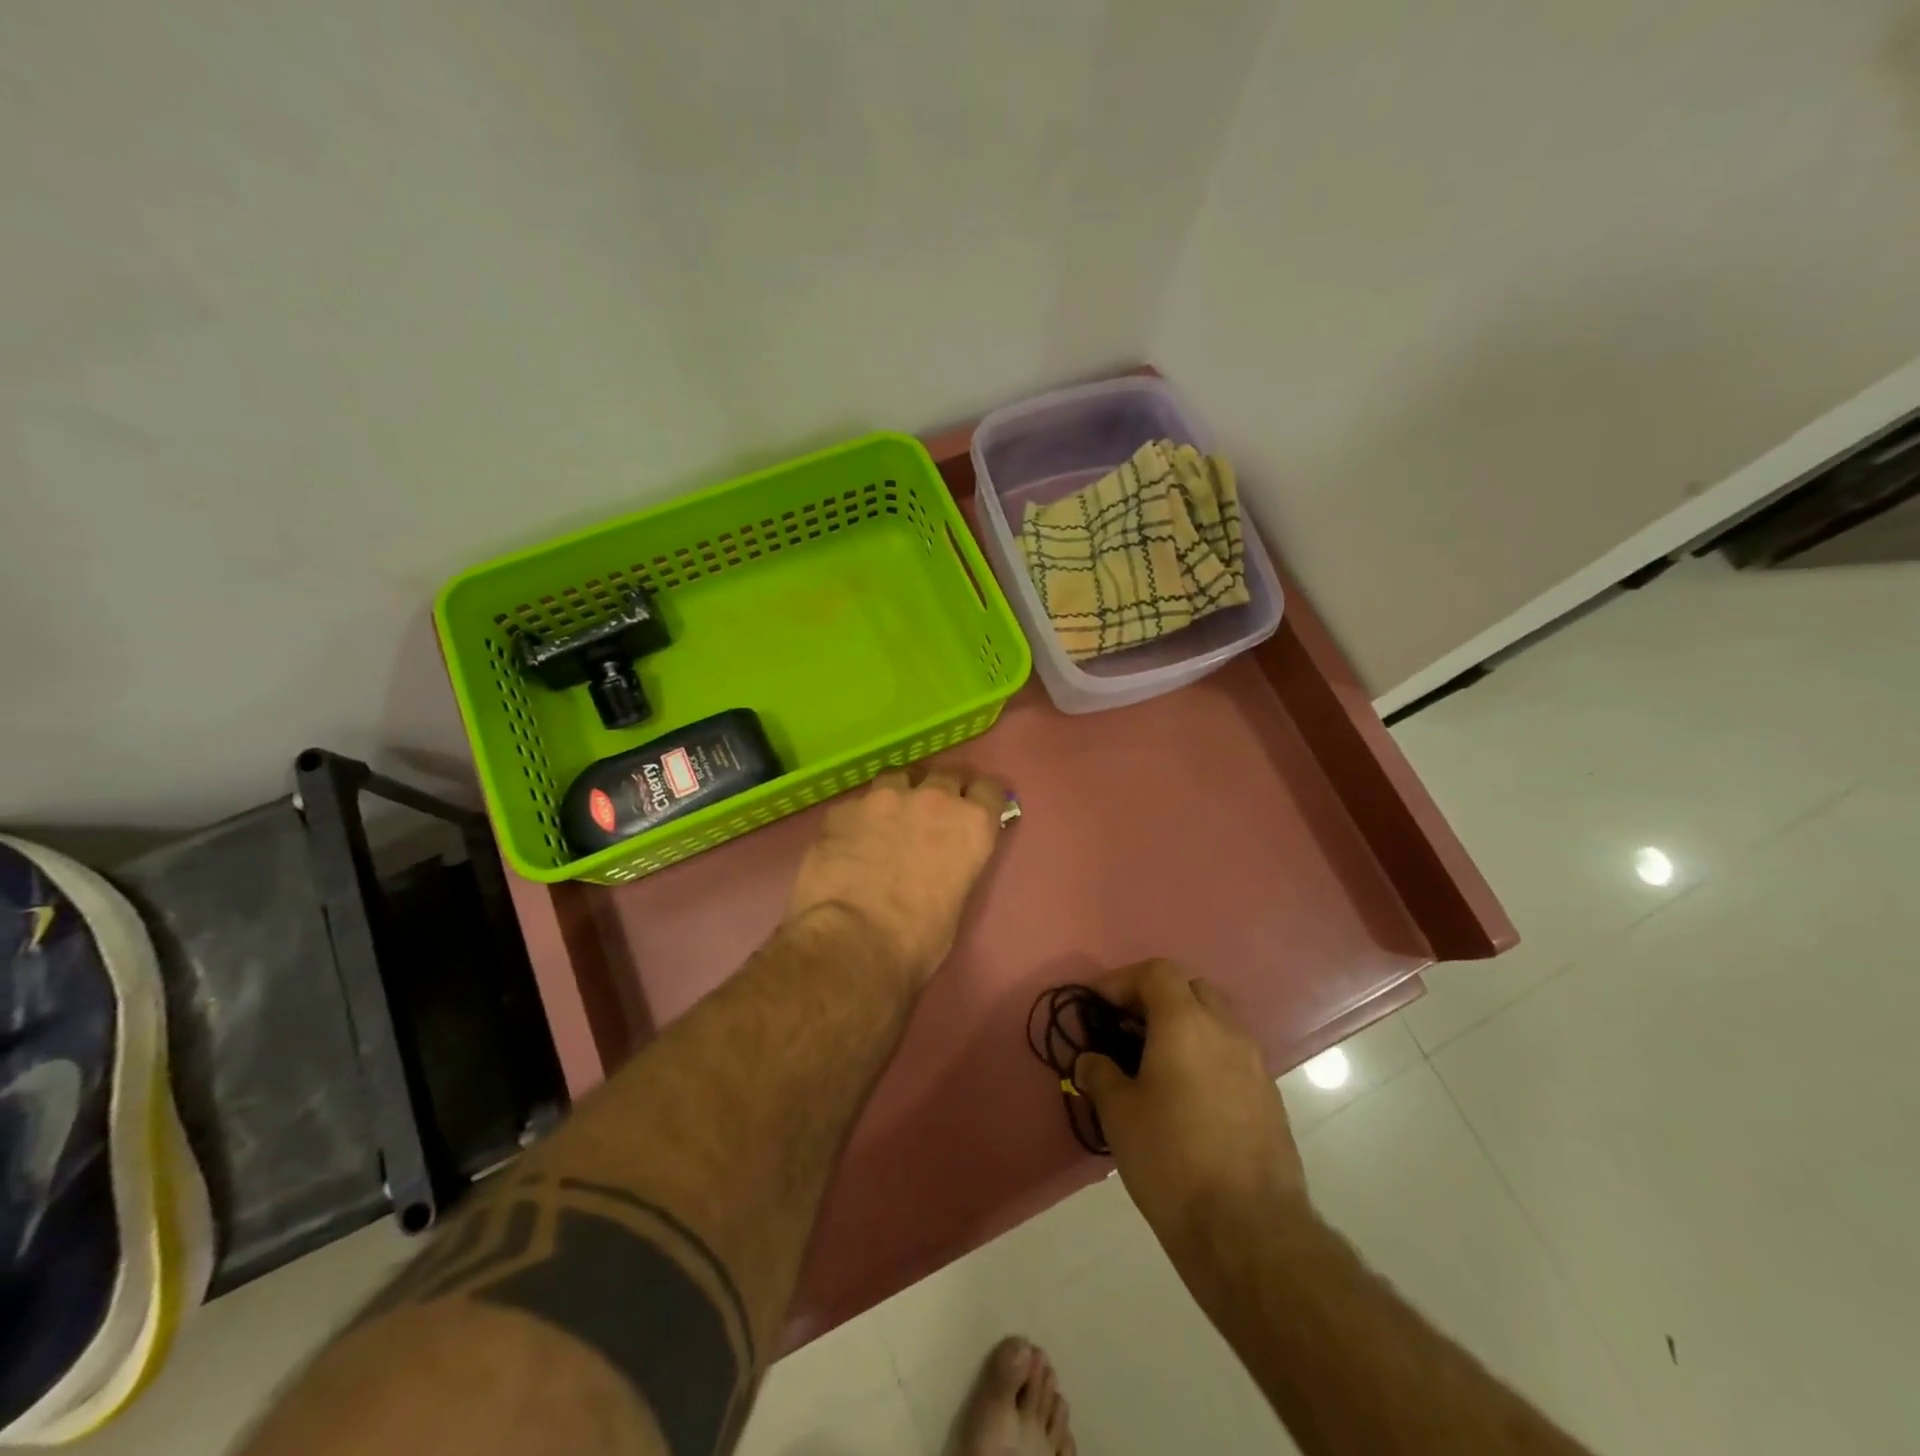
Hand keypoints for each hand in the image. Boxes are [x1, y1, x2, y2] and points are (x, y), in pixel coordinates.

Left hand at [788, 766, 1008, 986]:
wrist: (852, 941)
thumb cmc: (917, 939)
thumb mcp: (955, 902)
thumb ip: (953, 868)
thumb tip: (939, 866)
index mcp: (971, 825)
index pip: (990, 790)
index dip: (982, 800)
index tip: (975, 811)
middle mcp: (933, 799)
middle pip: (945, 776)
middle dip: (941, 793)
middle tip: (930, 818)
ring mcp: (884, 798)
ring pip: (897, 780)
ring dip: (898, 797)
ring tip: (886, 823)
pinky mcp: (843, 809)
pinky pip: (857, 805)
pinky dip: (858, 819)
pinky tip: (848, 843)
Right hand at [1074, 959, 1307, 1246]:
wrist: (1250, 1232)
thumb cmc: (1172, 1159)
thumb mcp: (1120, 1115)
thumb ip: (1100, 1075)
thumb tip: (1091, 1061)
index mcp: (1186, 1022)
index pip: (1156, 973)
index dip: (1122, 981)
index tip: (1097, 1005)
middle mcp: (1226, 1030)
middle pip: (1191, 989)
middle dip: (1157, 999)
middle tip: (1127, 1029)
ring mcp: (1255, 1064)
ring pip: (1216, 1022)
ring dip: (1184, 1028)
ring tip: (1154, 1064)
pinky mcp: (1270, 1098)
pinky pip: (1232, 1056)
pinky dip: (1206, 1057)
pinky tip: (1186, 1097)